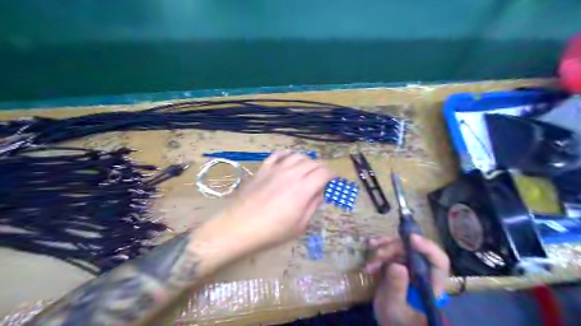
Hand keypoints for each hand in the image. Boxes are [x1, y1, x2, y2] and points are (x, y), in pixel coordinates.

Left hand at [214, 153, 332, 254]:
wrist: (239, 227)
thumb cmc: (271, 232)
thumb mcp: (299, 225)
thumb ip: (312, 206)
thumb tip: (319, 193)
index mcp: (303, 189)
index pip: (323, 174)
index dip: (331, 175)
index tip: (333, 179)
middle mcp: (291, 174)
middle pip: (312, 163)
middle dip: (321, 168)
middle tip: (323, 176)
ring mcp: (276, 169)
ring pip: (297, 156)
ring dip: (307, 160)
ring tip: (308, 168)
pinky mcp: (263, 169)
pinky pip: (278, 155)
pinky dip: (287, 154)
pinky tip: (289, 157)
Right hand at [367, 234, 448, 325]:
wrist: (391, 325)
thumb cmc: (398, 322)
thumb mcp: (395, 308)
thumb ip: (396, 288)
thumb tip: (396, 265)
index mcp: (432, 285)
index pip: (438, 261)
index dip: (427, 247)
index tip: (410, 238)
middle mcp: (424, 272)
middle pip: (413, 250)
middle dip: (394, 249)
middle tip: (377, 256)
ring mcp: (410, 267)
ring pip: (400, 248)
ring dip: (383, 250)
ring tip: (370, 263)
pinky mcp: (398, 265)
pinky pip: (390, 252)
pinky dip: (378, 252)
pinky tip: (369, 255)